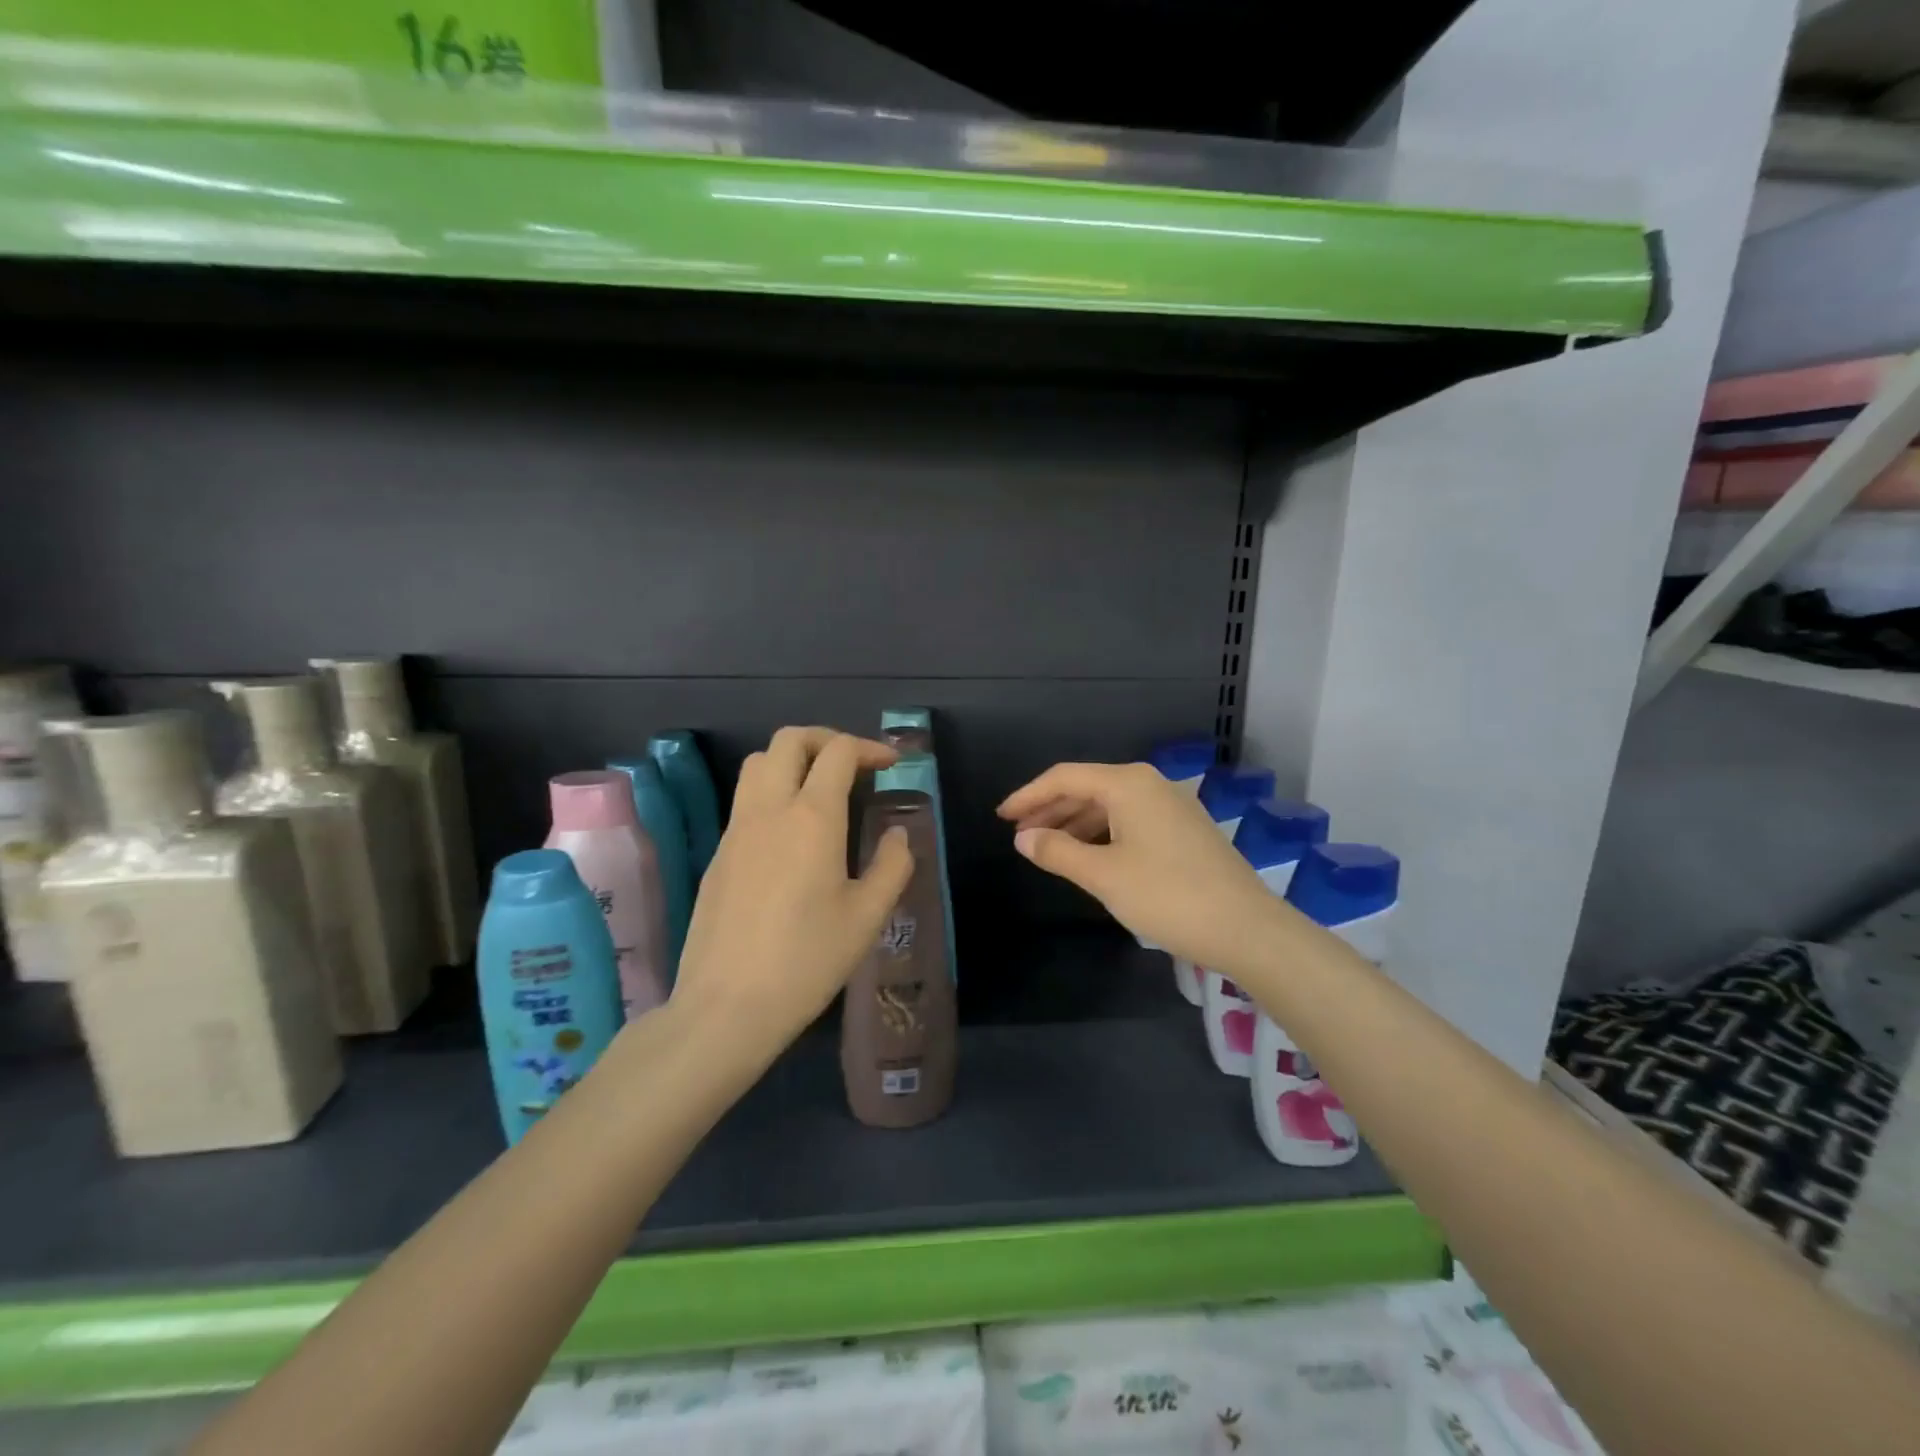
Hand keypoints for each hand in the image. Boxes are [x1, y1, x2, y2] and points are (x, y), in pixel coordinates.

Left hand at [668, 727, 914, 1082]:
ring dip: (793, 760)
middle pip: (790, 740)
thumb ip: (892, 865)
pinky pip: (745, 800)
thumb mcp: (867, 916)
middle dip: (827, 739)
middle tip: (855, 765)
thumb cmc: (807, 960)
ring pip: (758, 764)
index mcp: (812, 817)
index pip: (839, 752)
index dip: (870, 748)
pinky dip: (773, 792)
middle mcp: (769, 810)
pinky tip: (792, 835)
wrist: (727, 1006)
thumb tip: (899, 834)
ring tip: (822, 790)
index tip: (892, 766)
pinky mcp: (718, 854)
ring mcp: (736, 830)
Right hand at [998, 761, 1286, 969]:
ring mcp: (1171, 806)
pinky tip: (1088, 856)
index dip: (1028, 796)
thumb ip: (1058, 852)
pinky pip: (1129, 821)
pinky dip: (1101, 834)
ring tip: (1047, 848)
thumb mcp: (1103, 875)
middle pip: (1087, 787)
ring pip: (1109, 806)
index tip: (1001, 817)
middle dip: (1050, 810)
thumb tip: (1024, 838)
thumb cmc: (1168, 896)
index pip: (1064, 778)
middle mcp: (1150, 784)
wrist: (1247, 928)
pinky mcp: (1183, 830)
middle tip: (1019, 836)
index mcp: (1128, 784)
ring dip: (1074, 824)